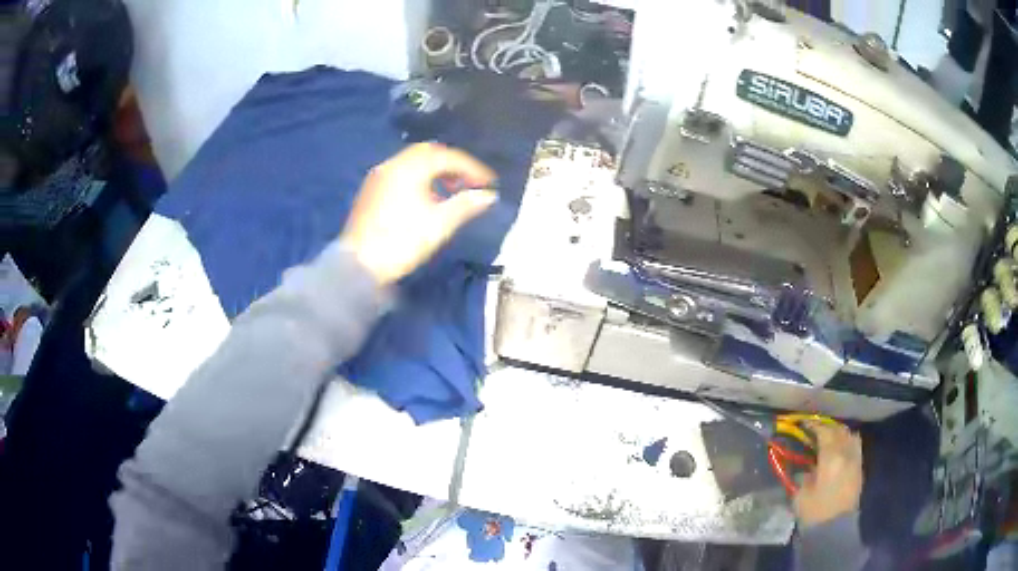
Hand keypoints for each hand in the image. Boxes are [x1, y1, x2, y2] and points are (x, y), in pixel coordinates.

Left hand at [341, 143, 496, 284]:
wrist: (357, 266)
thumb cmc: (401, 242)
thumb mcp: (439, 225)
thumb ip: (465, 205)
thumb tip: (488, 195)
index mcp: (409, 168)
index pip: (447, 157)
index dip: (471, 167)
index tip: (489, 183)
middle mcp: (392, 165)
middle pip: (428, 153)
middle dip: (453, 165)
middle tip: (470, 183)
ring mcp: (378, 177)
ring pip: (413, 162)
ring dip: (435, 171)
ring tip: (451, 191)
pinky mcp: (370, 191)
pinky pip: (400, 173)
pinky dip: (419, 178)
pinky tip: (426, 198)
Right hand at [793, 423, 863, 526]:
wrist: (834, 529)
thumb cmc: (814, 512)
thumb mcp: (801, 494)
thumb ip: (804, 474)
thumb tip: (806, 465)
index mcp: (831, 458)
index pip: (824, 432)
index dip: (814, 425)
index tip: (804, 423)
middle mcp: (846, 454)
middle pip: (839, 431)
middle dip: (827, 427)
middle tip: (815, 429)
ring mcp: (856, 460)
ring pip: (851, 436)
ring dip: (840, 432)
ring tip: (829, 436)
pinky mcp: (859, 469)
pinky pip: (855, 446)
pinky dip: (848, 441)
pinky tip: (840, 448)